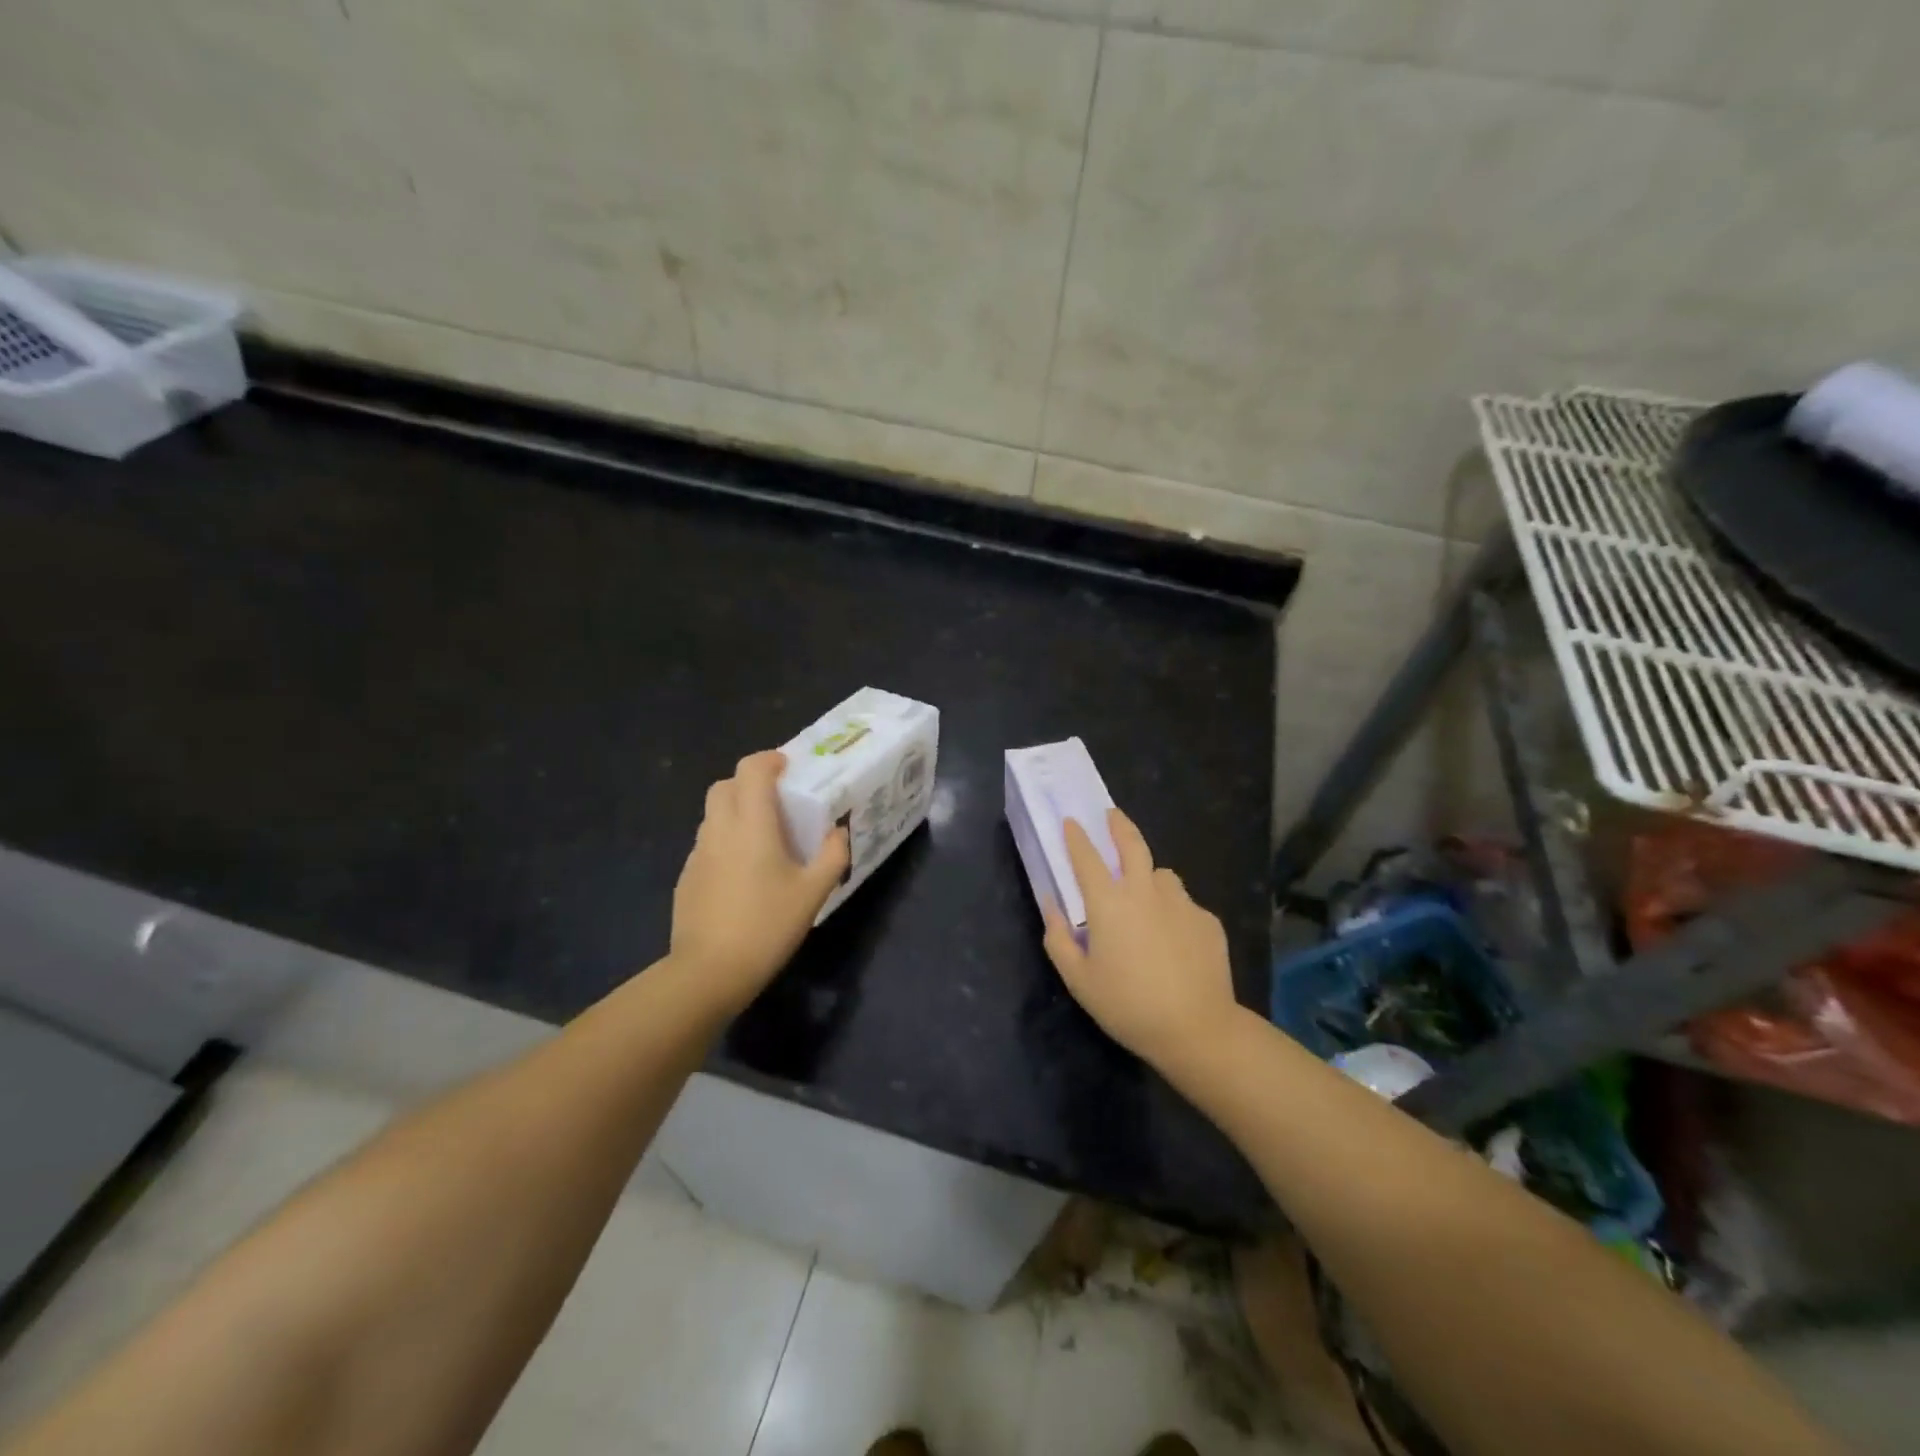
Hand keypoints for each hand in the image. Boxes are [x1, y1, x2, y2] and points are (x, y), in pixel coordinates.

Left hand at [669, 750, 849, 1014]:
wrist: (708, 972)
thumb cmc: (766, 926)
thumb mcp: (812, 893)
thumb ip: (832, 855)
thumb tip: (839, 831)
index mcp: (752, 825)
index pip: (750, 770)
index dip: (768, 760)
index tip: (788, 767)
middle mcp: (719, 830)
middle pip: (724, 786)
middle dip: (748, 782)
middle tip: (776, 801)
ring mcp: (698, 854)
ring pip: (713, 815)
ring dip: (736, 812)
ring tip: (763, 838)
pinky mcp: (686, 877)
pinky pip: (707, 844)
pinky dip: (725, 841)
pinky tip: (743, 873)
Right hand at [1043, 809, 1242, 1072]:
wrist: (1197, 1028)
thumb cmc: (1127, 1005)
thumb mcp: (1078, 980)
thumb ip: (1058, 939)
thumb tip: (1051, 906)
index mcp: (1109, 903)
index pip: (1087, 857)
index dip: (1076, 837)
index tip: (1071, 821)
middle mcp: (1145, 891)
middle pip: (1132, 844)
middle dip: (1119, 824)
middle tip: (1112, 814)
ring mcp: (1181, 903)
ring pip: (1162, 875)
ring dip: (1149, 877)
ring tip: (1146, 899)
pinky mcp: (1207, 920)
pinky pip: (1184, 904)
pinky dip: (1173, 911)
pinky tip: (1174, 941)